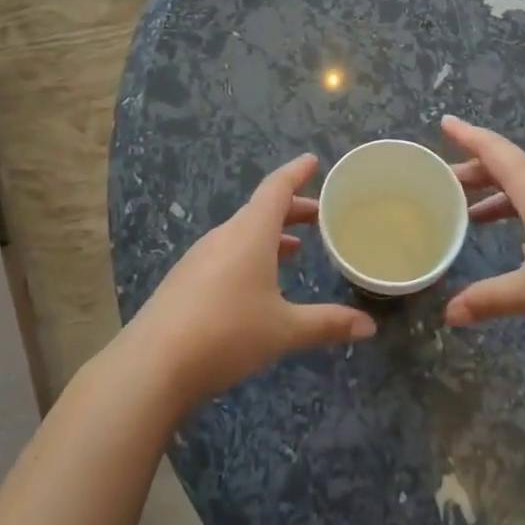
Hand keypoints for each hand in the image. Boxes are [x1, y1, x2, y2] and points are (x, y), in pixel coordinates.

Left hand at [133, 154, 377, 403]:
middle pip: (261, 210)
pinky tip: (256, 282)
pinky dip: (250, 254)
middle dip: (291, 210)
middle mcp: (225, 235)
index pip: (277, 188)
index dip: (296, 173)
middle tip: (318, 216)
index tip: (312, 161)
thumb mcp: (284, 330)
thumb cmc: (228, 333)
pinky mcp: (185, 280)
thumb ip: (327, 324)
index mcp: (251, 232)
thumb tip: (369, 326)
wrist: (154, 364)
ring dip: (270, 234)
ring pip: (242, 233)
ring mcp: (200, 257)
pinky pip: (226, 253)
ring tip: (293, 248)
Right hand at [441, 116, 524, 335]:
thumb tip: (449, 314)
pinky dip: (521, 211)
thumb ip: (491, 298)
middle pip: (507, 169)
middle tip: (445, 182)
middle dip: (474, 173)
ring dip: (498, 195)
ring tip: (473, 215)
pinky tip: (520, 241)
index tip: (444, 122)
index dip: (467, 136)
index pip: (493, 151)